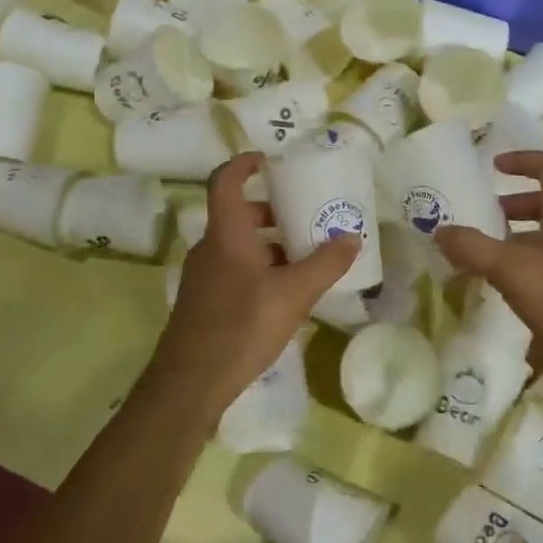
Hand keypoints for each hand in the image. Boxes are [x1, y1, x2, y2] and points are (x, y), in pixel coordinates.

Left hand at [152, 152, 359, 415]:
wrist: (190, 382)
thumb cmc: (242, 325)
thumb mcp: (294, 294)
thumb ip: (325, 264)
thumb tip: (352, 238)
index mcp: (226, 234)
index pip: (226, 181)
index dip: (245, 164)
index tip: (269, 160)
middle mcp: (210, 248)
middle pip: (238, 215)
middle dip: (271, 211)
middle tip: (304, 216)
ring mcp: (203, 276)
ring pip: (237, 245)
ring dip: (269, 244)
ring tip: (304, 257)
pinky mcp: (204, 302)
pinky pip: (234, 270)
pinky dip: (259, 268)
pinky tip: (284, 293)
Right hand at [433, 151, 542, 409]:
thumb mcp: (513, 271)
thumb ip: (474, 248)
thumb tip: (440, 230)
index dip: (523, 160)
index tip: (493, 167)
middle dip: (511, 205)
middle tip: (480, 218)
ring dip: (515, 238)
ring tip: (482, 255)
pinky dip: (524, 265)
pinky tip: (504, 288)